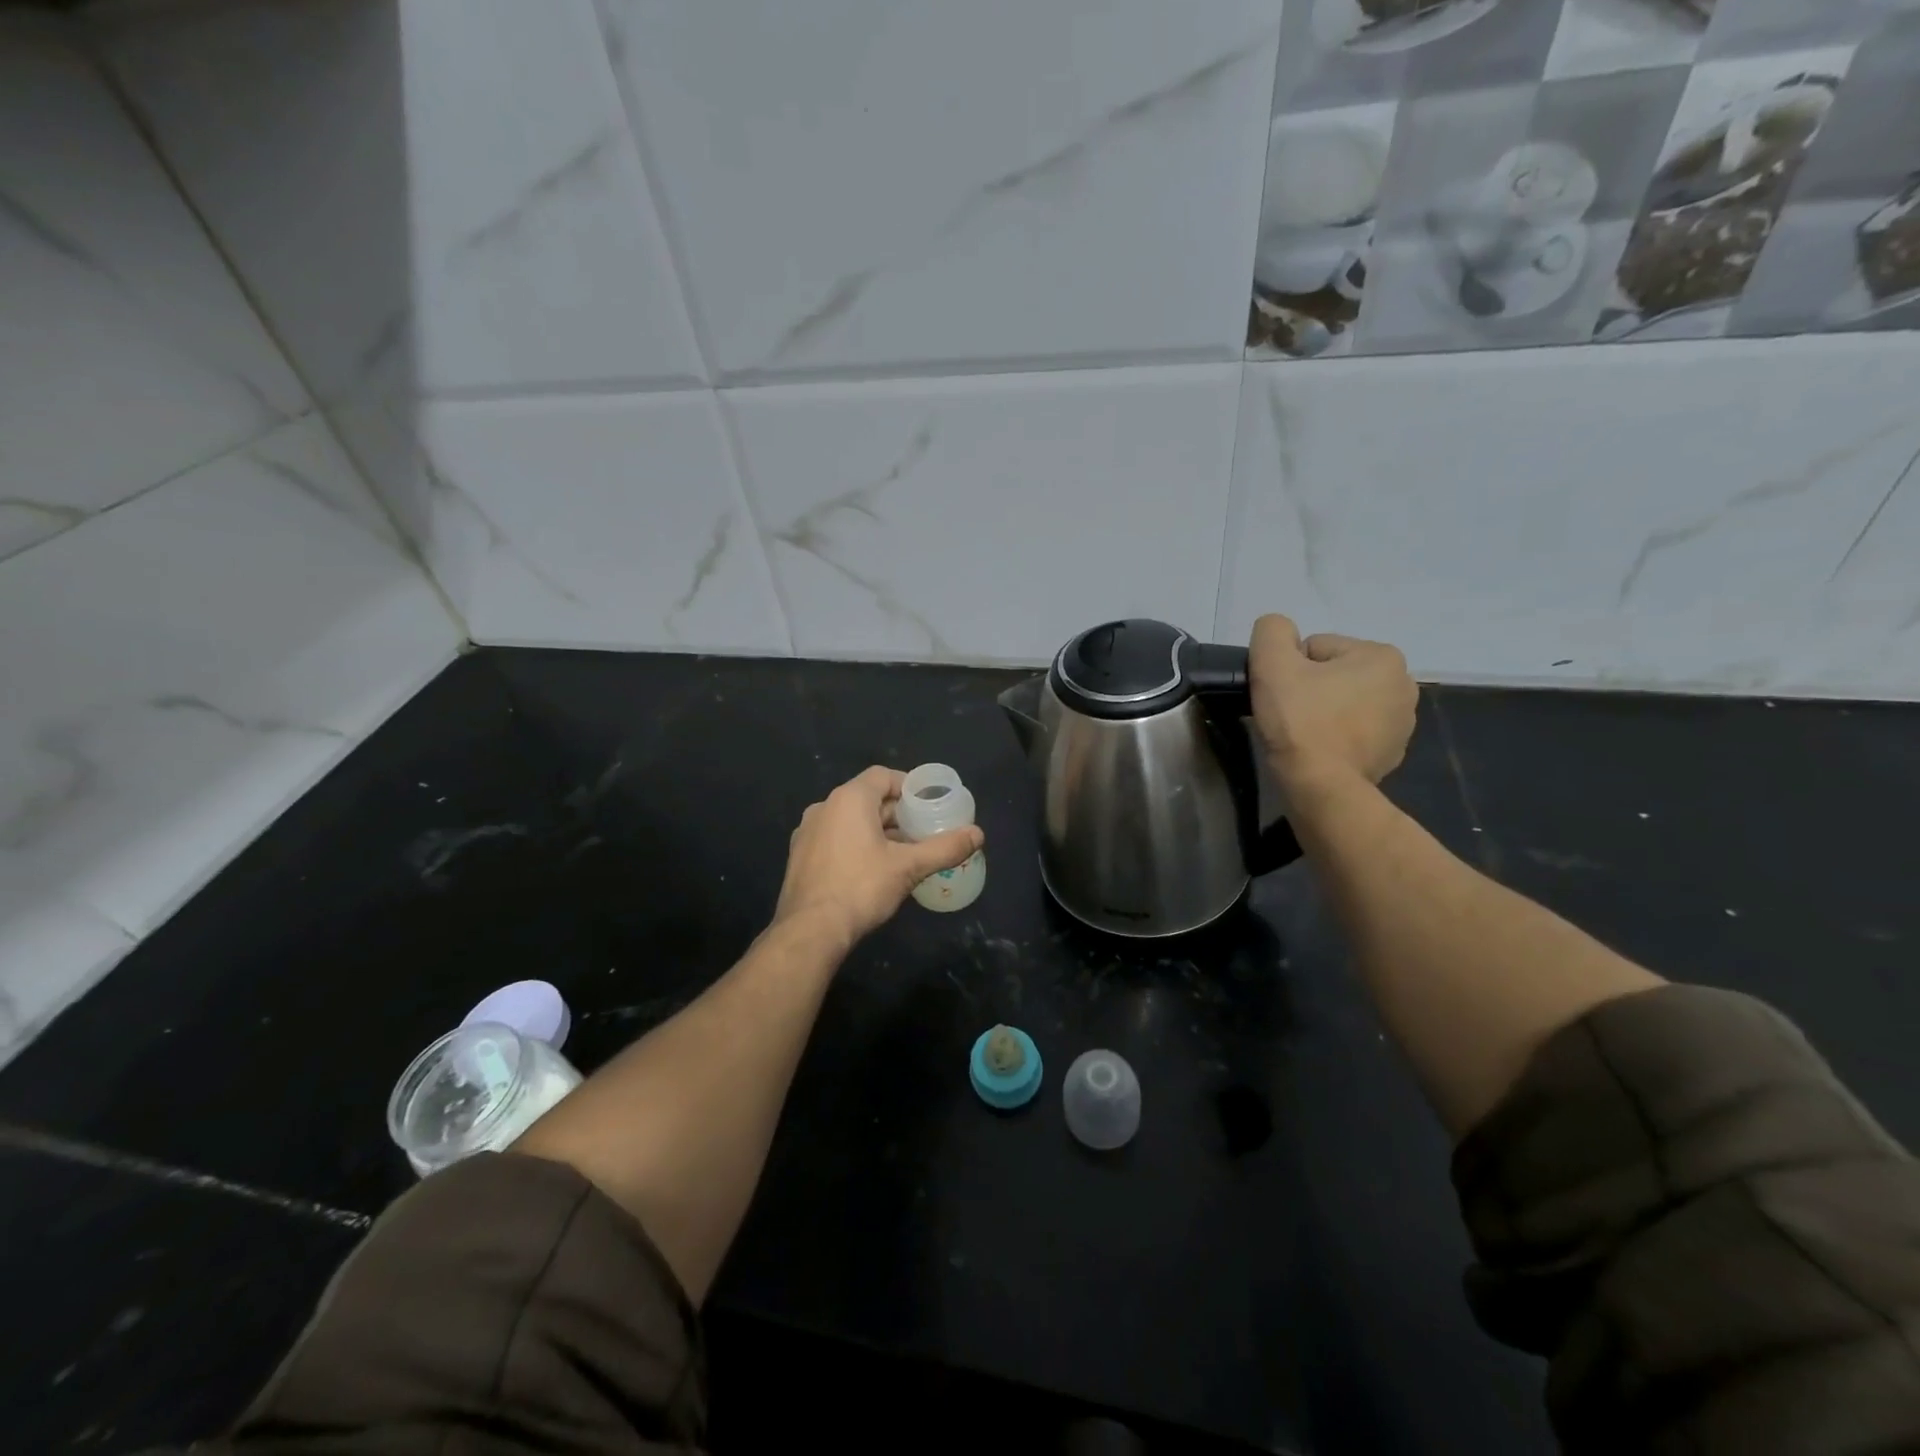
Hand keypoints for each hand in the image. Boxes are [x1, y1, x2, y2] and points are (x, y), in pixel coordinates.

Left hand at [773, 766, 983, 948]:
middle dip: (897, 814)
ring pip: (850, 821)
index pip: (883, 776)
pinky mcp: (800, 856)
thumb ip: (944, 848)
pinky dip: (856, 845)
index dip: (908, 786)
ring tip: (903, 853)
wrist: (810, 931)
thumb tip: (978, 834)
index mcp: (849, 799)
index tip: (929, 804)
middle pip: (867, 799)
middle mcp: (824, 807)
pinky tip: (873, 870)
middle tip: (923, 832)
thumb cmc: (861, 888)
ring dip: (877, 831)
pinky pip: (835, 839)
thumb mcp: (909, 867)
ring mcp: (807, 832)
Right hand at [1248, 614, 1416, 788]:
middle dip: (1310, 689)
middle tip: (1289, 714)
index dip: (1290, 669)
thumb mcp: (1271, 663)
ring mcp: (1403, 723)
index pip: (1316, 648)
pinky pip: (1354, 732)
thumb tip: (1279, 632)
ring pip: (1344, 702)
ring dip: (1323, 712)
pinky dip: (1336, 737)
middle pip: (1334, 674)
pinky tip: (1320, 751)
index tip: (1282, 694)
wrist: (1321, 787)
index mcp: (1382, 656)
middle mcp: (1404, 684)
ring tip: (1304, 735)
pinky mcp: (1392, 753)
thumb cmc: (1300, 721)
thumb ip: (1272, 631)